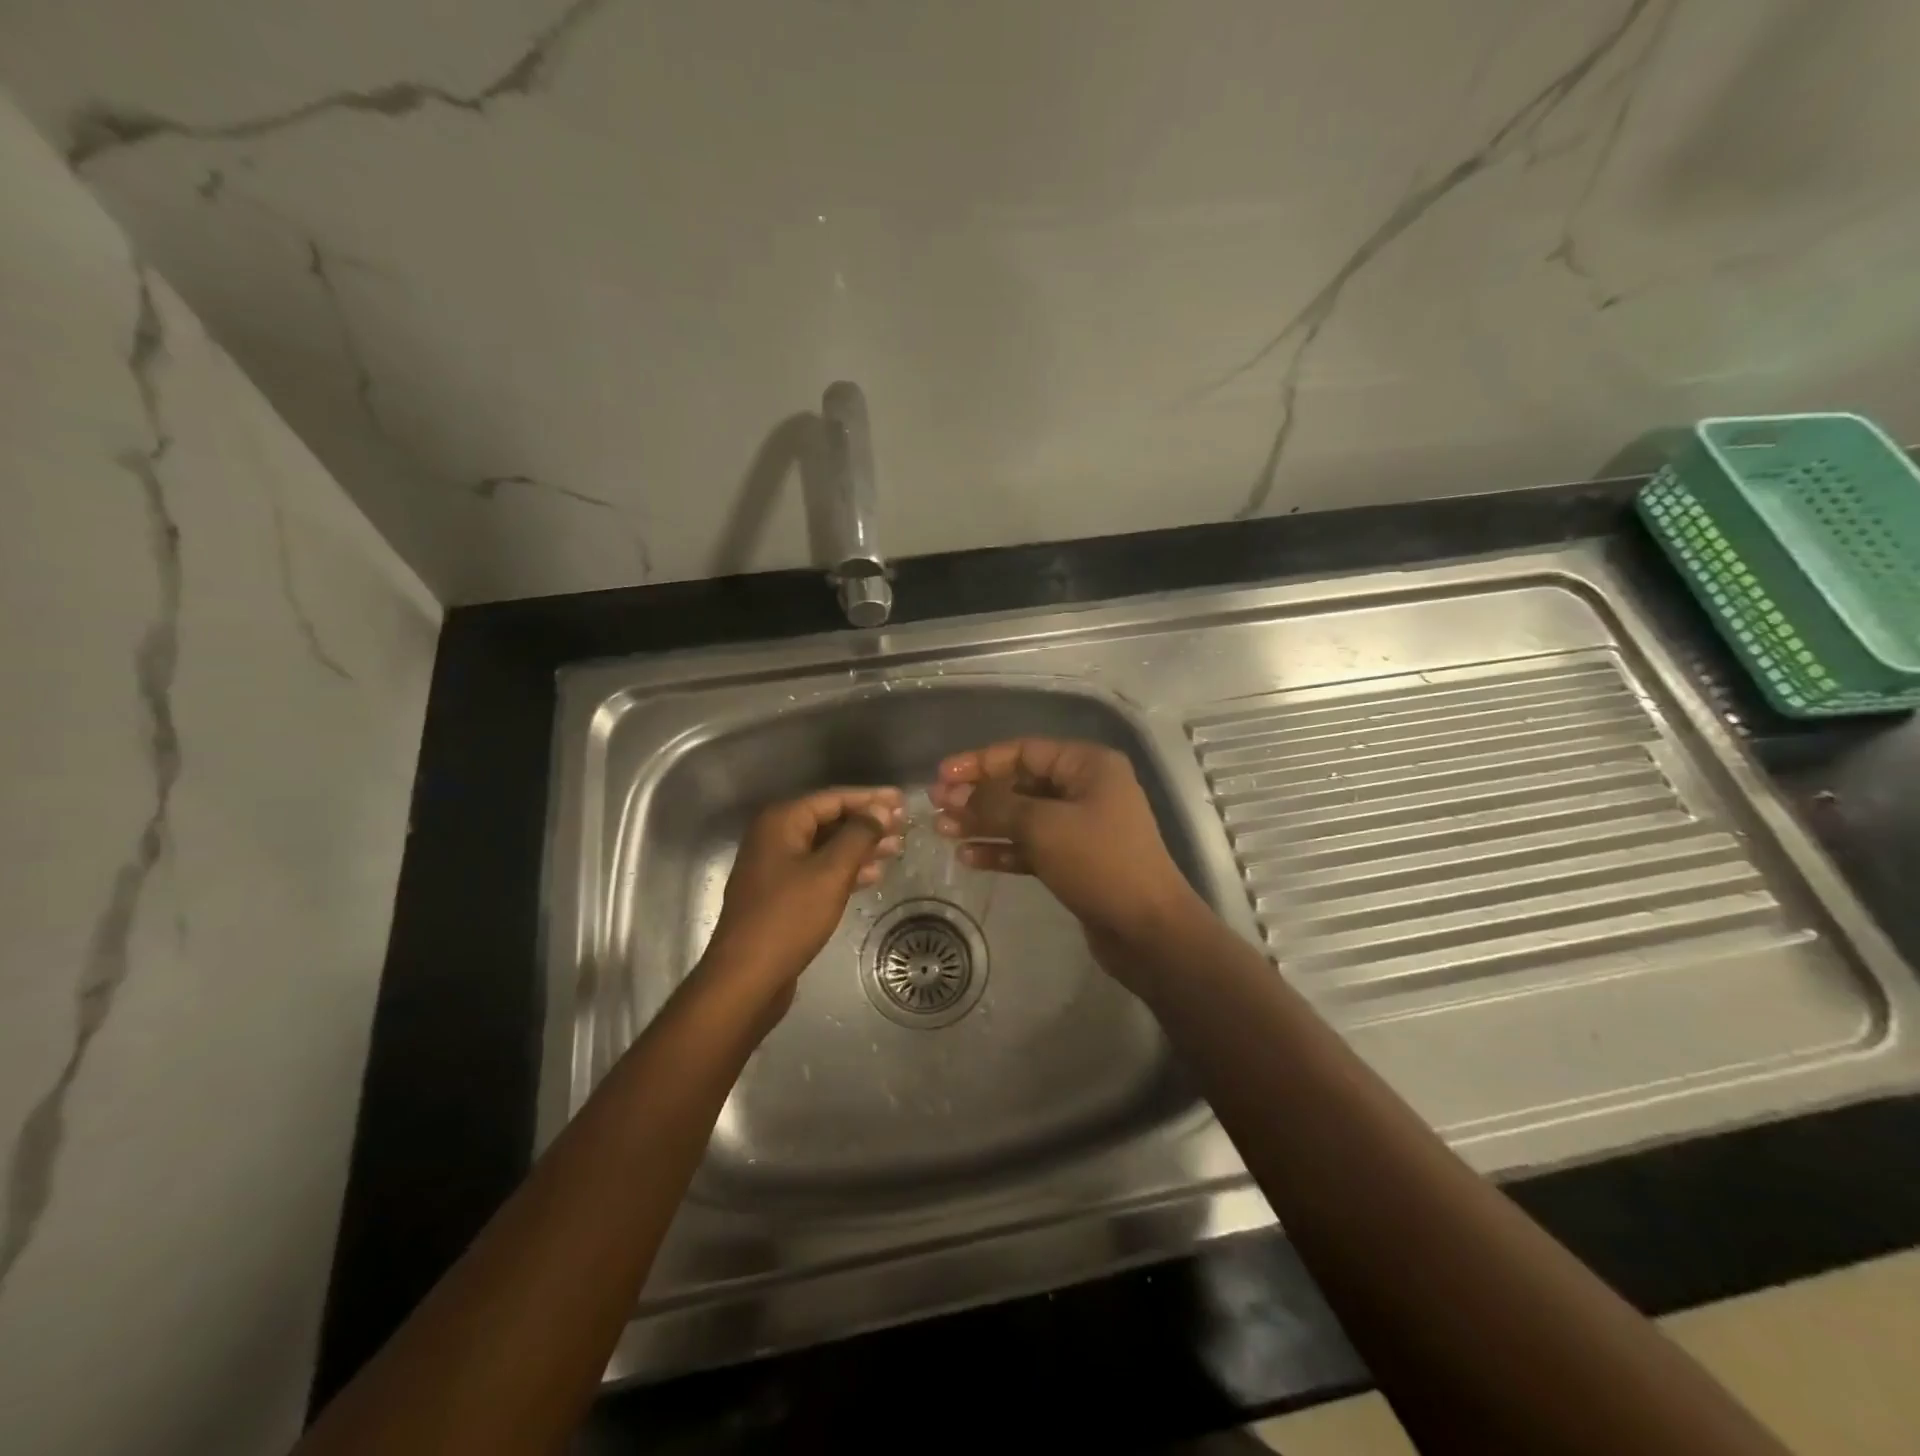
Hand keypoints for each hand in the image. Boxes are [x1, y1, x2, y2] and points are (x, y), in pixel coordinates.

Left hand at [702, 787, 904, 1010]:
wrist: (746, 978)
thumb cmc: (789, 917)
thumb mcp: (830, 872)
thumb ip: (858, 835)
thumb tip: (879, 809)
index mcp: (781, 822)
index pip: (833, 798)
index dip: (870, 798)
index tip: (902, 800)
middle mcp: (774, 837)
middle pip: (828, 820)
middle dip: (867, 822)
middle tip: (903, 825)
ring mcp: (774, 867)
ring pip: (825, 847)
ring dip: (860, 847)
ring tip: (895, 849)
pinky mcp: (780, 895)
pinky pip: (818, 870)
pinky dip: (844, 870)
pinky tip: (872, 876)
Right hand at [930, 739, 1202, 979]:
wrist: (1148, 930)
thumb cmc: (1099, 863)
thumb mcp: (1043, 826)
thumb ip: (996, 806)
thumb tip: (957, 797)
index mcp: (1088, 765)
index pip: (1024, 751)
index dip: (979, 761)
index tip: (942, 774)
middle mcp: (1086, 789)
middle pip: (1021, 784)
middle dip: (978, 795)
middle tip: (936, 805)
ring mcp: (1081, 826)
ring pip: (1022, 817)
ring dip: (984, 823)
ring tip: (942, 830)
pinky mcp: (1075, 860)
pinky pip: (1031, 846)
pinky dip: (1002, 849)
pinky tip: (968, 857)